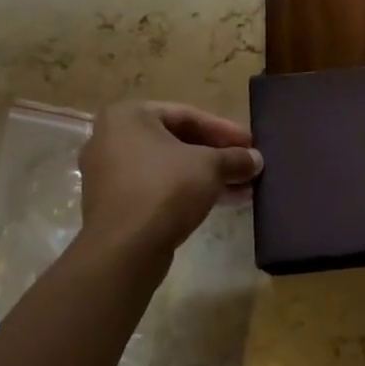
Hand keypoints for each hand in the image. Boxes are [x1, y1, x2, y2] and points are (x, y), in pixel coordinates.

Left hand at [78, 101, 262, 256]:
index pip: (187, 115)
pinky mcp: (114, 204)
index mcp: (128, 116)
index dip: (224, 130)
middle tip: (246, 165)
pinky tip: (221, 202)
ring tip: (243, 188)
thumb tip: (256, 159)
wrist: (124, 250)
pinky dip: (187, 191)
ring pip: (168, 168)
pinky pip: (157, 188)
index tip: (250, 143)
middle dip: (217, 156)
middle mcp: (111, 139)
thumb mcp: (210, 167)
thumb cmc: (165, 190)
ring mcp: (108, 174)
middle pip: (177, 141)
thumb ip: (235, 158)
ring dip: (207, 176)